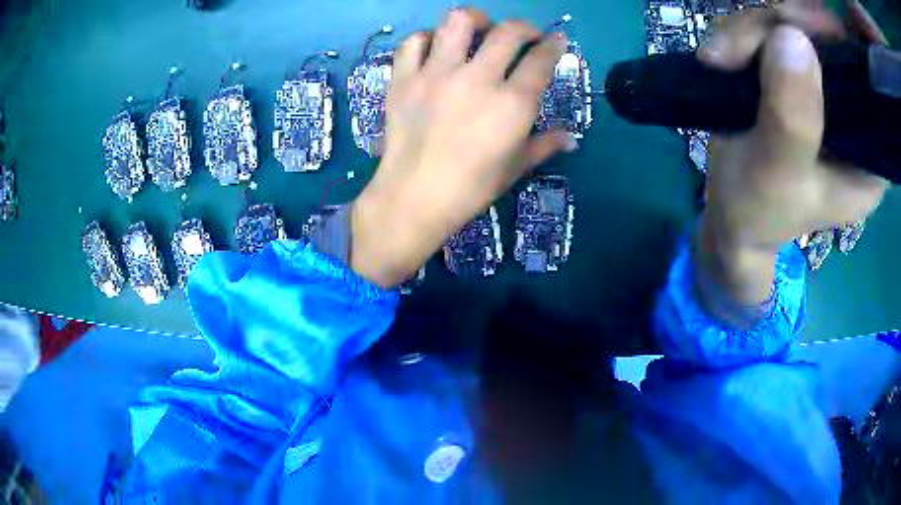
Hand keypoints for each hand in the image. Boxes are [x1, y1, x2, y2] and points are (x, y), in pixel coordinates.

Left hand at [351, 8, 573, 287]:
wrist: (414, 197)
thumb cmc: (471, 187)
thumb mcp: (515, 167)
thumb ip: (544, 145)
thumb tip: (571, 139)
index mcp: (512, 103)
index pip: (540, 60)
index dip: (553, 44)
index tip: (557, 39)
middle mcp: (477, 78)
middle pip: (508, 32)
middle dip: (524, 27)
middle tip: (525, 35)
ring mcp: (436, 74)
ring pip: (458, 22)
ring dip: (476, 19)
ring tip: (480, 29)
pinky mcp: (404, 78)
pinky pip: (414, 42)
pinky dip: (428, 38)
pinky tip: (436, 47)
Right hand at [693, 2, 888, 308]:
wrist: (726, 212)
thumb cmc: (757, 210)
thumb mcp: (776, 176)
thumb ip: (792, 119)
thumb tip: (793, 37)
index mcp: (867, 158)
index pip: (864, 84)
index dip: (836, 45)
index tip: (797, 31)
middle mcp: (852, 119)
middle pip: (827, 43)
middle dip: (782, 30)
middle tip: (738, 45)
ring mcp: (823, 93)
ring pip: (796, 29)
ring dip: (752, 31)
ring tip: (718, 59)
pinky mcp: (795, 77)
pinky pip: (772, 32)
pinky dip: (741, 35)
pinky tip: (719, 57)